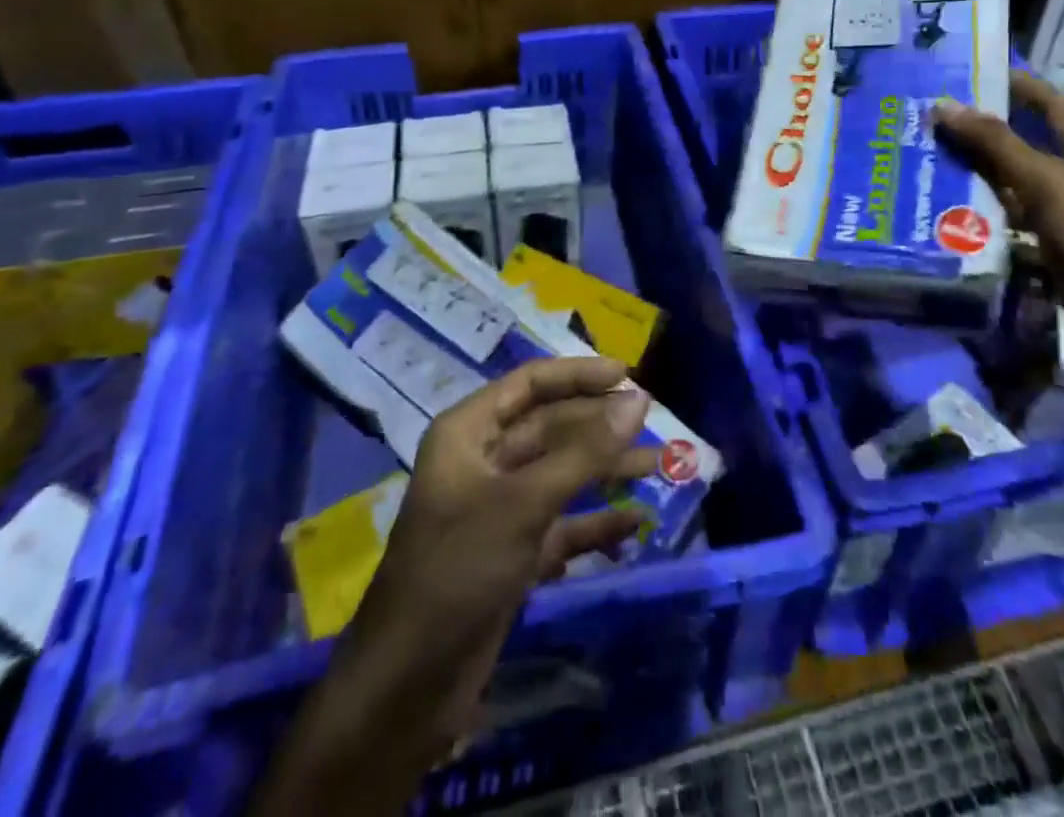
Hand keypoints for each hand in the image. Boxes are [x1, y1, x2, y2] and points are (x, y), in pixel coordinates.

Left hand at [333, 357, 656, 770]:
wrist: (406, 688)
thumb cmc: (458, 570)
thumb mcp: (524, 503)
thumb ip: (586, 451)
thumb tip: (639, 401)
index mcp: (469, 433)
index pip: (530, 383)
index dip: (578, 375)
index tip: (628, 376)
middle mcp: (483, 461)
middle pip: (550, 427)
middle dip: (599, 426)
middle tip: (652, 425)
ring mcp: (498, 509)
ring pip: (561, 474)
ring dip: (605, 471)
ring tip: (656, 468)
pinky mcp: (512, 553)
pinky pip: (561, 523)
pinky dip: (594, 522)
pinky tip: (633, 524)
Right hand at [932, 71, 1063, 383]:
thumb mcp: (1044, 182)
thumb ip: (995, 144)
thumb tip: (943, 104)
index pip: (1049, 104)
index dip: (1016, 85)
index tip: (970, 72)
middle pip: (1024, 146)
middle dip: (980, 135)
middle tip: (930, 123)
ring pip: (1011, 187)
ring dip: (975, 178)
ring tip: (926, 165)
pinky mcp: (1051, 252)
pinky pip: (1009, 225)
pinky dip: (981, 219)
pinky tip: (946, 217)